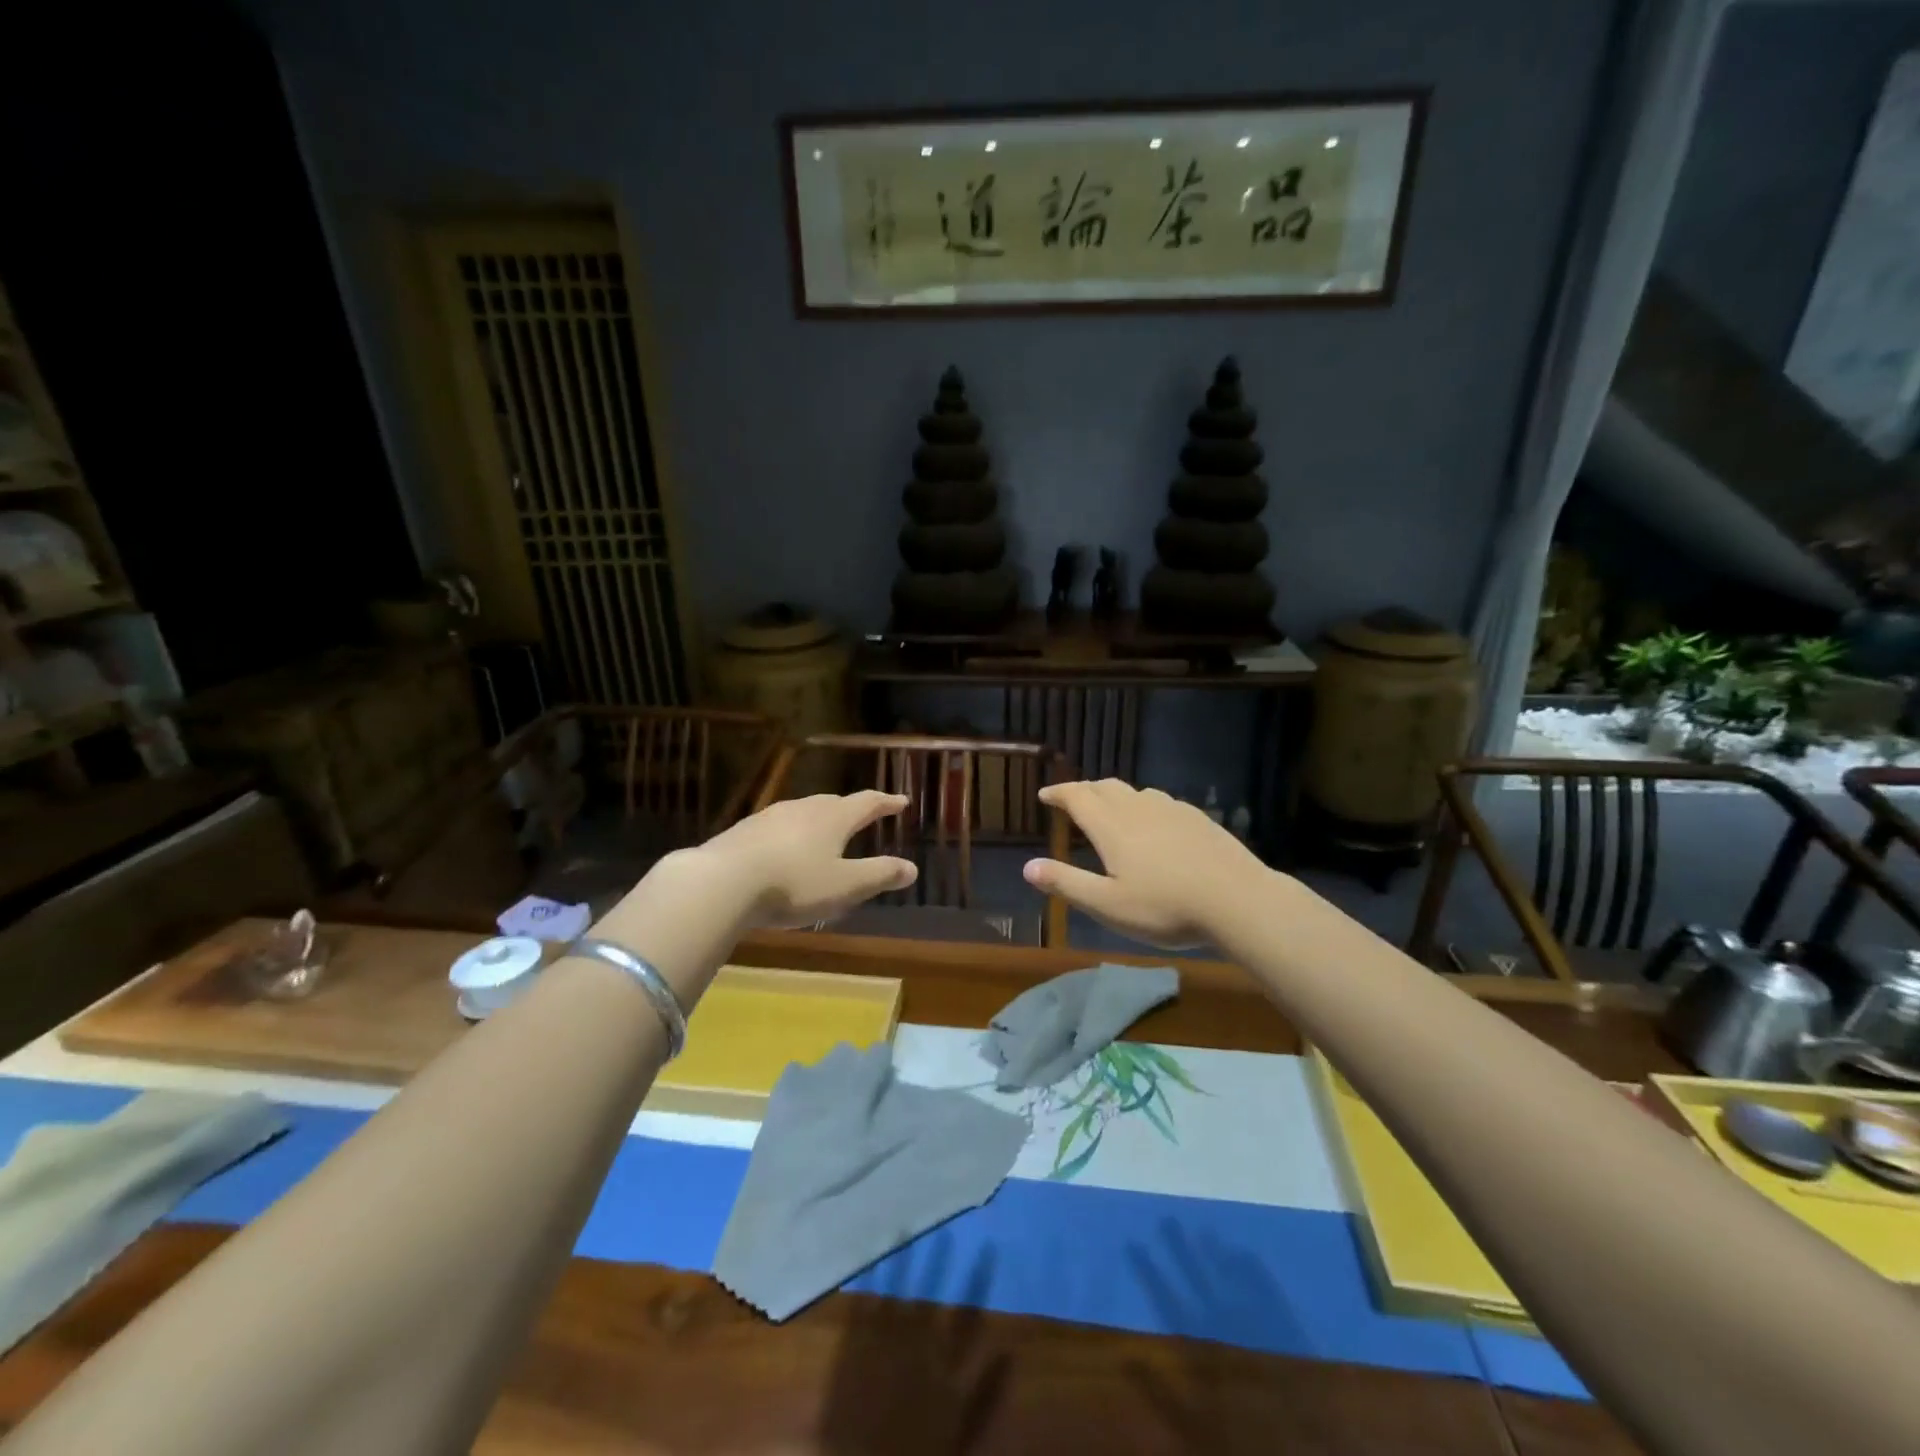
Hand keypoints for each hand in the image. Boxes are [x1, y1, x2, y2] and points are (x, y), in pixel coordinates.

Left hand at [691, 791, 917, 929]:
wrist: (722, 881)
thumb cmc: (794, 883)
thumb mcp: (845, 886)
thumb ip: (879, 875)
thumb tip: (912, 868)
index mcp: (833, 818)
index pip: (866, 803)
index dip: (886, 803)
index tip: (901, 801)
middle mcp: (803, 809)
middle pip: (833, 803)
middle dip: (850, 809)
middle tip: (863, 815)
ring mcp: (770, 817)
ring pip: (803, 812)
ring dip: (818, 820)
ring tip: (824, 833)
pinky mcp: (743, 831)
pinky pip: (777, 828)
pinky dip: (790, 835)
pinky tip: (783, 850)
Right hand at [1022, 780, 1268, 947]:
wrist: (1238, 900)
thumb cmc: (1165, 907)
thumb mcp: (1108, 905)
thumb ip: (1067, 884)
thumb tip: (1027, 867)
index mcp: (1112, 826)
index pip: (1077, 797)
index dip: (1058, 793)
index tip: (1044, 794)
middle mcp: (1138, 808)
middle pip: (1105, 787)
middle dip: (1084, 790)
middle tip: (1072, 799)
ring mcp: (1172, 810)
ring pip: (1135, 792)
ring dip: (1114, 795)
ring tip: (1109, 809)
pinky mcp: (1198, 818)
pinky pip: (1160, 802)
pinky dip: (1143, 805)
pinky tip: (1154, 824)